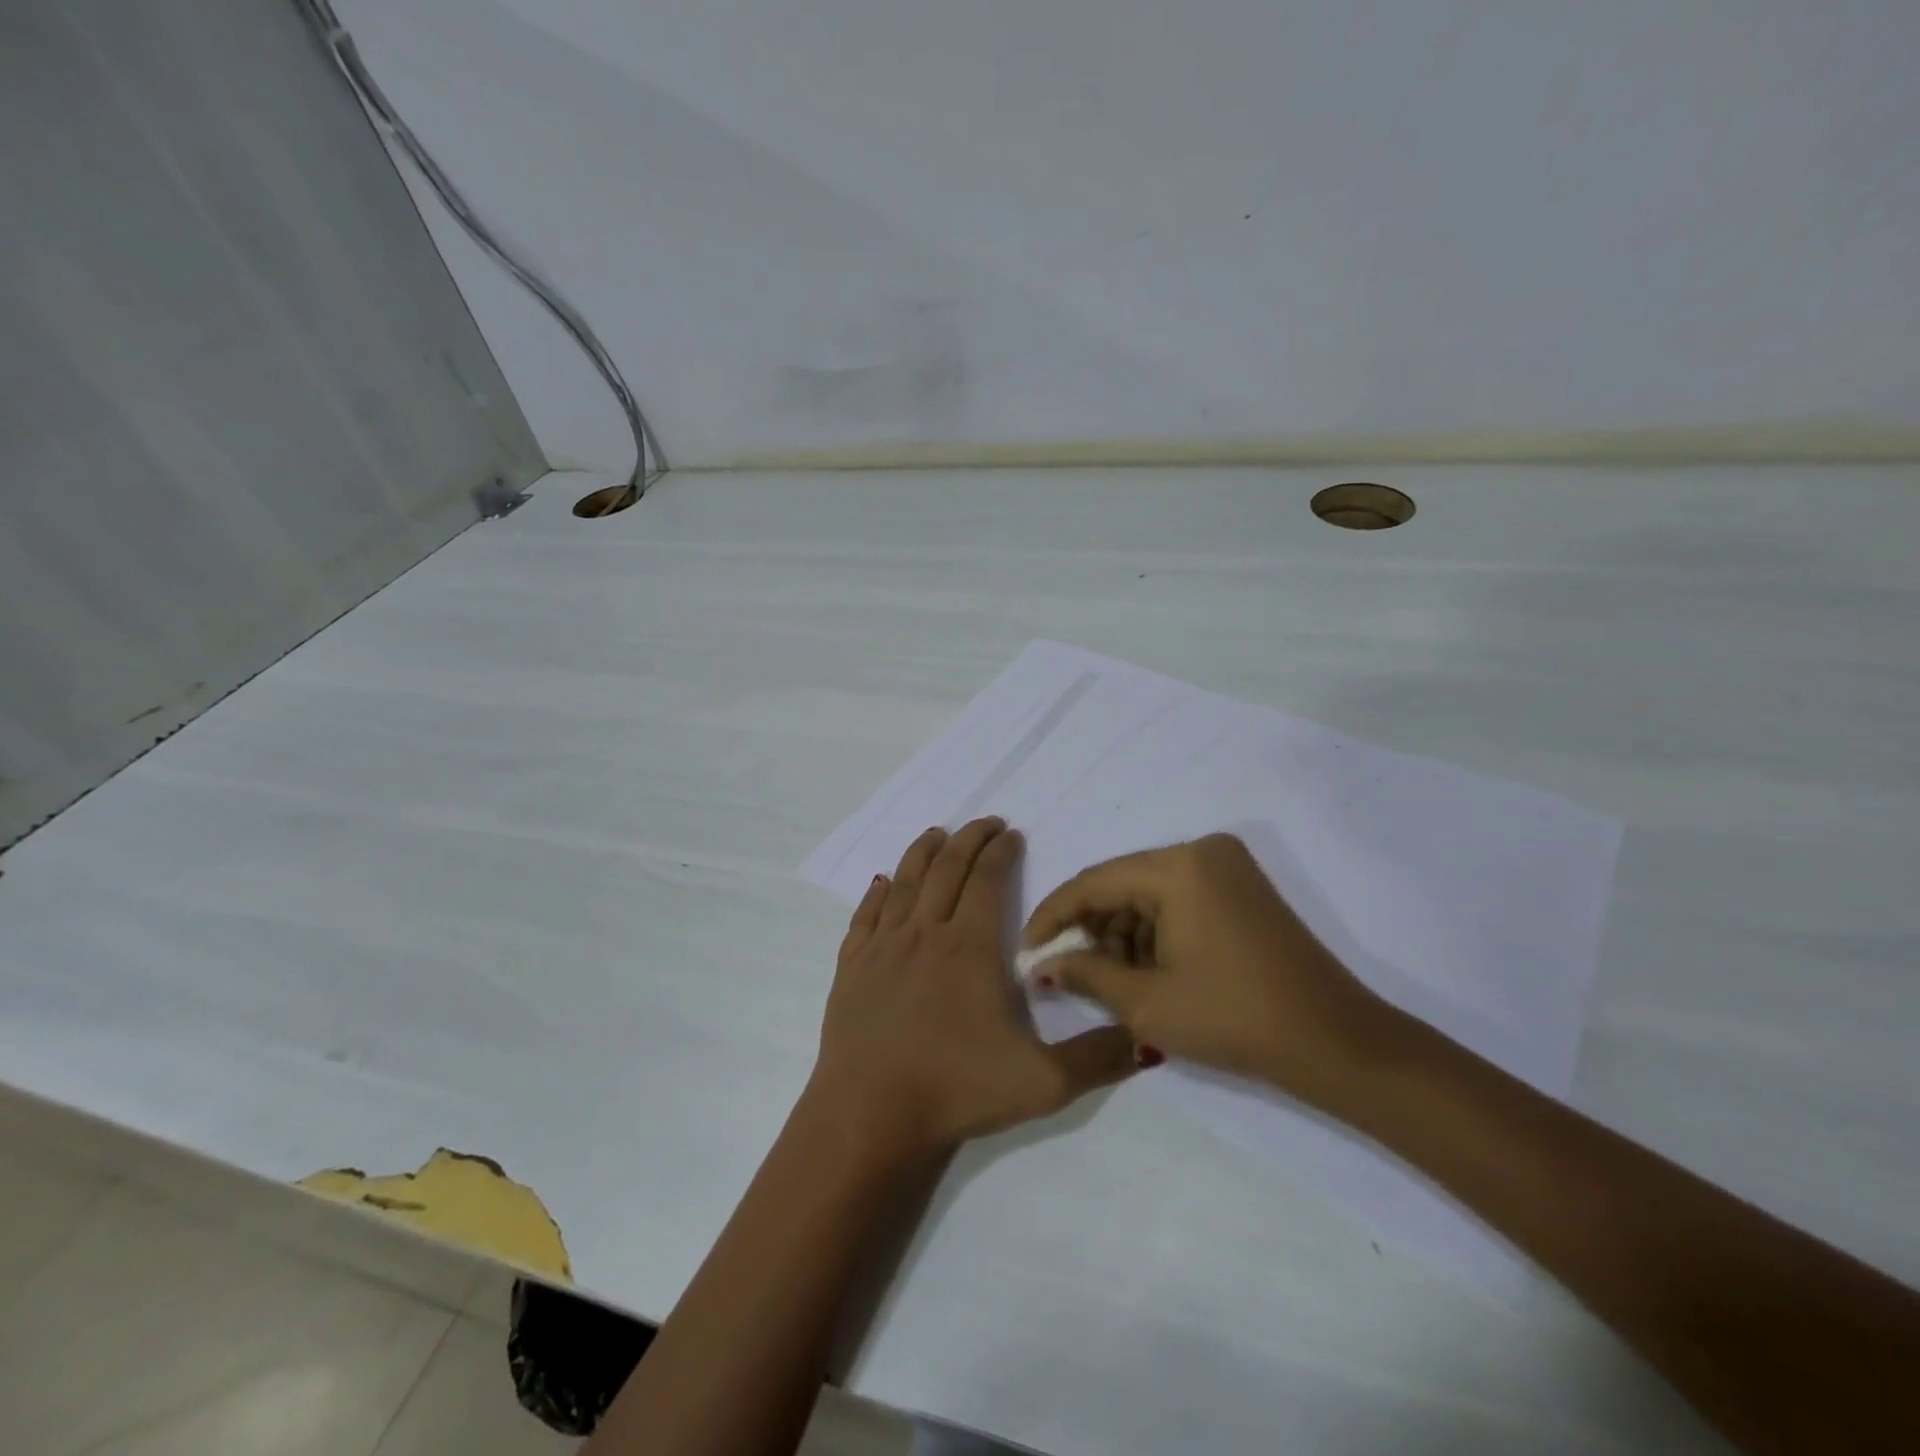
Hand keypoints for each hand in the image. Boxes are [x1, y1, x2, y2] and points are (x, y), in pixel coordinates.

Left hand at [809, 817, 1136, 1159]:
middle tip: (985, 823)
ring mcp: (883, 947)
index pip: (987, 880)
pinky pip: (865, 915)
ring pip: (904, 882)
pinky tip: (882, 882)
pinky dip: (876, 892)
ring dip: (923, 853)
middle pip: (946, 869)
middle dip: (968, 839)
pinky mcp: (852, 967)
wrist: (870, 1115)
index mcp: (969, 946)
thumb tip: (1149, 1039)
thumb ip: (1098, 1059)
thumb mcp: (1043, 1083)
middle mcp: (924, 933)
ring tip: (936, 834)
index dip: (1001, 852)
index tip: (1011, 834)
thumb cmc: (957, 1090)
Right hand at [1022, 833, 1398, 1112]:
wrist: (1335, 1042)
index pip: (1093, 882)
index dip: (1053, 917)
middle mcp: (1201, 851)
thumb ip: (1085, 974)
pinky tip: (1145, 969)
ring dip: (1121, 932)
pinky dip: (1153, 930)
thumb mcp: (1147, 1002)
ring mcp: (1226, 866)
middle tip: (1066, 971)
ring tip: (1109, 980)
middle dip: (1090, 928)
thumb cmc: (1233, 1019)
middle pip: (1120, 883)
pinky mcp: (1241, 886)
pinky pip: (1177, 898)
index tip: (1028, 952)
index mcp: (1177, 866)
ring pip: (1147, 891)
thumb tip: (1042, 965)